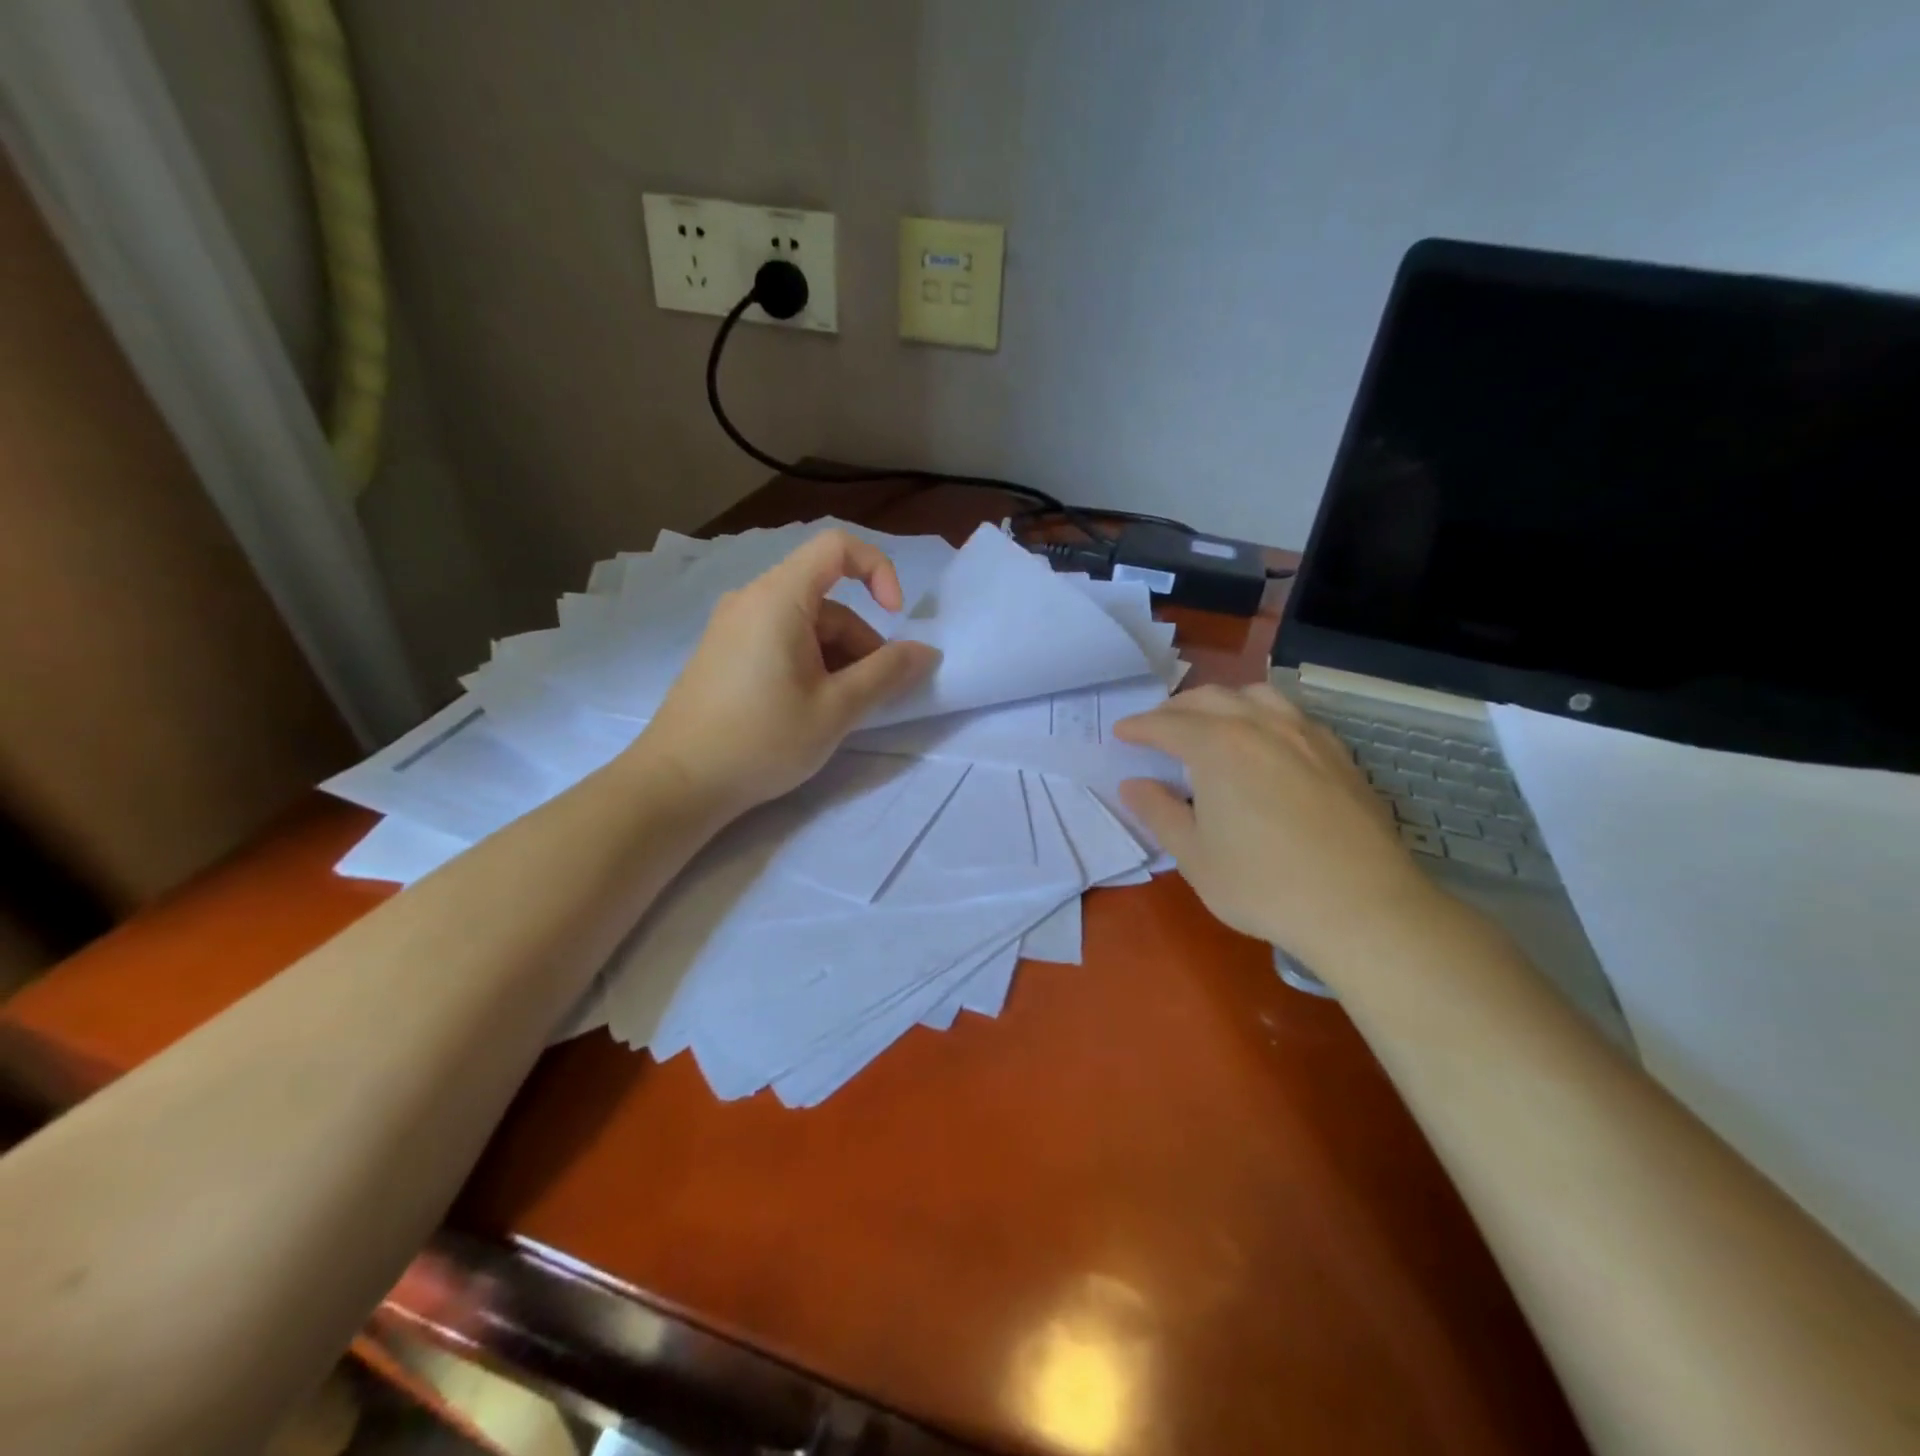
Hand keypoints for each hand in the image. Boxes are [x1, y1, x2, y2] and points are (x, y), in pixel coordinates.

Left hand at [638, 530, 939, 814]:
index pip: (837, 547)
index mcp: (778, 598)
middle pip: (826, 599)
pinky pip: (780, 640)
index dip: (878, 570)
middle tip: (871, 695)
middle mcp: (752, 600)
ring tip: (840, 711)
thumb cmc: (761, 740)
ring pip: (805, 625)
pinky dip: (809, 663)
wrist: (678, 783)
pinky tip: (810, 709)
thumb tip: (926, 651)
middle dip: (860, 640)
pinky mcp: (724, 653)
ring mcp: (733, 627)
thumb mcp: (836, 709)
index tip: (895, 618)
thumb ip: (887, 674)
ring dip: (837, 658)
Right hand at [1113, 683, 1451, 975]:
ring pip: (1256, 695)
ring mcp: (1306, 735)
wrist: (1362, 906)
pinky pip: (1292, 714)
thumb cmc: (1263, 885)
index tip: (1122, 732)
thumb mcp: (1194, 856)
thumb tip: (1134, 785)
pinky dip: (1263, 714)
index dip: (1140, 727)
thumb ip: (1159, 813)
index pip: (1167, 724)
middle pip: (1210, 699)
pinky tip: (1266, 741)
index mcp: (1218, 746)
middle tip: (1158, 727)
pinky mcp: (1338, 754)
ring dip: (1223, 701)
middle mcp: (1261, 726)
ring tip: (1210, 721)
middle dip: (1176, 708)